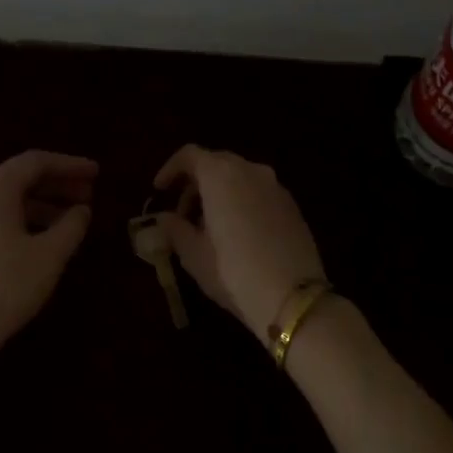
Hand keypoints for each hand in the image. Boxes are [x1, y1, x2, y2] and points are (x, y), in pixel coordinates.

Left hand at [0, 150, 96, 370]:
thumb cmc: (6, 286)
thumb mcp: (50, 255)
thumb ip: (71, 225)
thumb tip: (81, 210)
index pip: (36, 162)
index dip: (69, 165)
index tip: (96, 173)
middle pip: (18, 179)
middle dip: (56, 185)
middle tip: (88, 196)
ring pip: (5, 201)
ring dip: (39, 205)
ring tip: (69, 222)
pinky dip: (20, 220)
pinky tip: (39, 241)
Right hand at [154, 145, 324, 343]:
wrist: (292, 297)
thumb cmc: (232, 271)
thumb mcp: (193, 254)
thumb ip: (174, 229)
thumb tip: (163, 219)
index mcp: (221, 175)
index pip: (190, 155)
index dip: (170, 169)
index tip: (159, 190)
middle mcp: (250, 171)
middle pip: (216, 164)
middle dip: (195, 184)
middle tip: (181, 213)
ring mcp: (276, 187)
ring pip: (239, 178)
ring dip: (219, 194)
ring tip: (207, 228)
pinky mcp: (292, 206)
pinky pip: (258, 193)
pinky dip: (241, 202)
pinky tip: (236, 234)